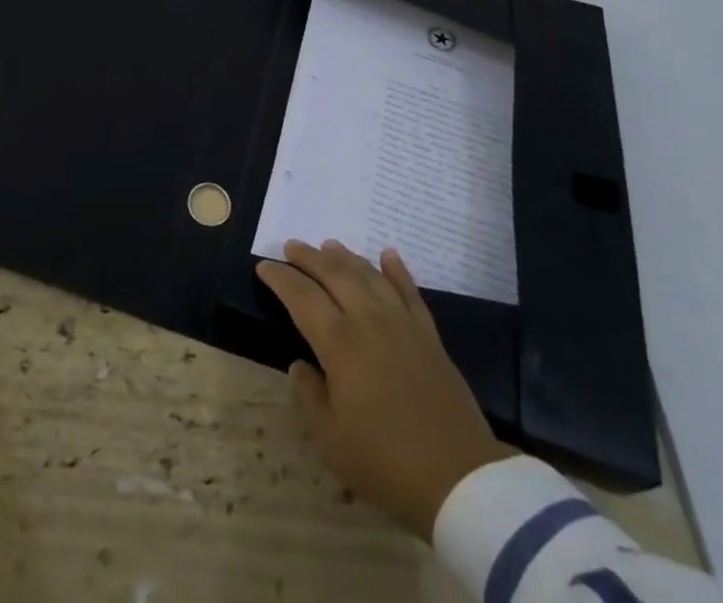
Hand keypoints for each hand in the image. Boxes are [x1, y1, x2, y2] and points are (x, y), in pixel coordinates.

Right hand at [257, 239, 515, 540]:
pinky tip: (388, 255)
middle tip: (291, 246)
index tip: (263, 266)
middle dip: (309, 257)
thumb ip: (308, 396)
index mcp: (339, 343)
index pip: (302, 297)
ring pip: (370, 275)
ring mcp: (402, 323)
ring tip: (329, 245)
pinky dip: (397, 270)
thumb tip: (300, 365)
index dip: (280, 278)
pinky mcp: (429, 335)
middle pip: (335, 274)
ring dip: (347, 257)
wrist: (458, 477)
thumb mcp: (330, 441)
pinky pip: (409, 291)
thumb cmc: (384, 462)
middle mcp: (369, 320)